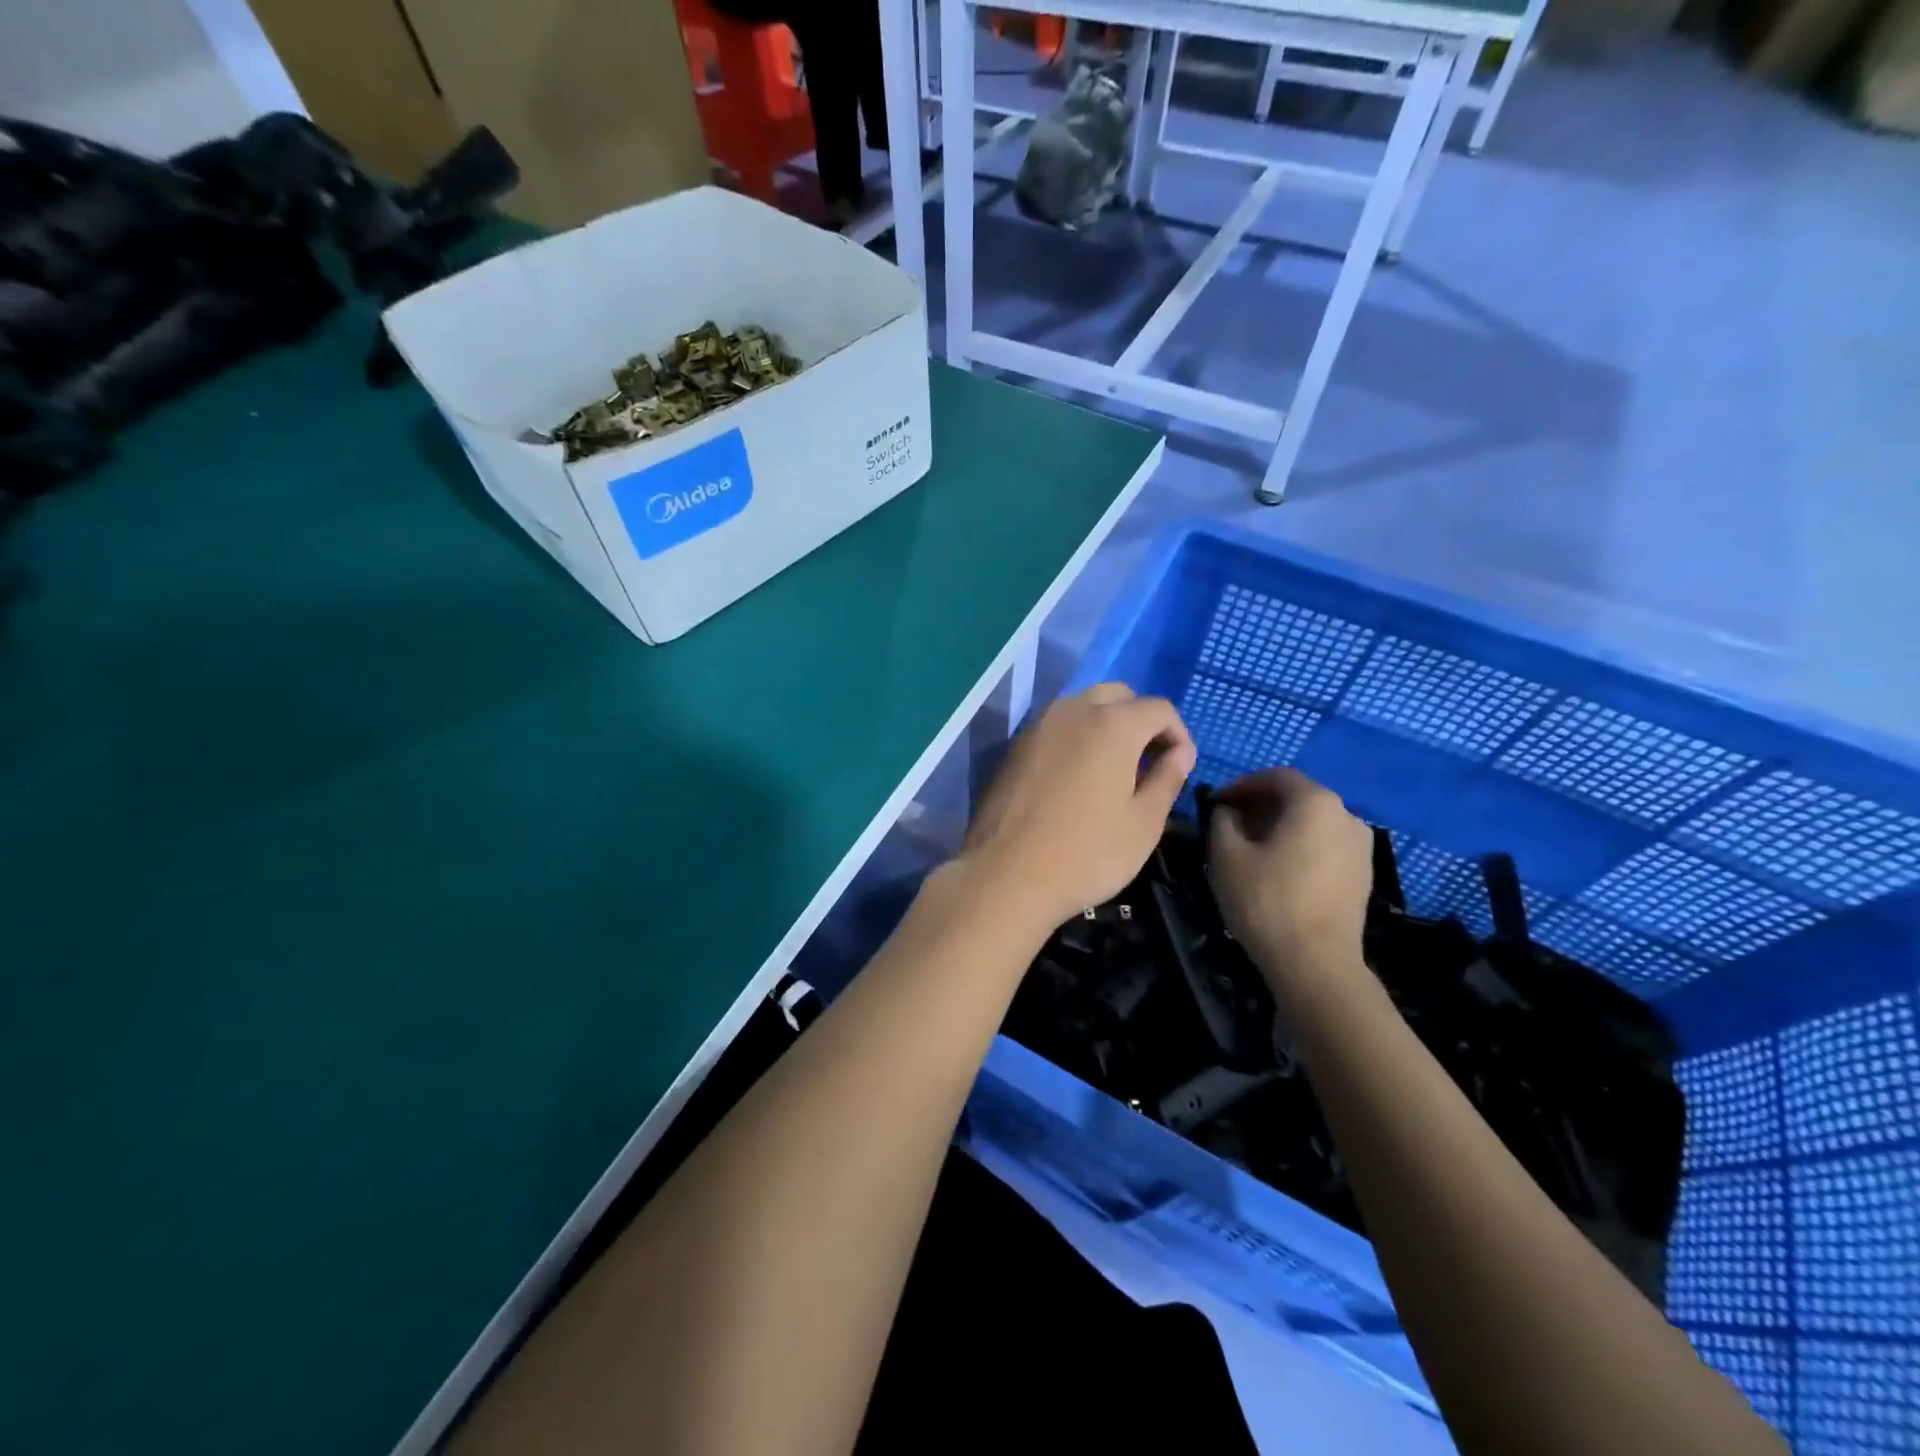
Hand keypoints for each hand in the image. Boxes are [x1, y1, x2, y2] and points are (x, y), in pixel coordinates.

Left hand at [962, 683, 1196, 926]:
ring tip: (1114, 770)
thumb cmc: (1086, 853)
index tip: (1180, 767)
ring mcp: (1038, 726)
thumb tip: (1179, 753)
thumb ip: (1167, 778)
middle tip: (1148, 762)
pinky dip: (1075, 737)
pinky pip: (1056, 727)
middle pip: (1118, 696)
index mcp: (1112, 724)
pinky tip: (1077, 777)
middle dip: (1140, 720)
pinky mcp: (1014, 746)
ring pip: (1082, 706)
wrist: (1006, 875)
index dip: (1178, 734)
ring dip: (1105, 724)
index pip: (1159, 709)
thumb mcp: (1144, 824)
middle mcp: (1073, 711)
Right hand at [1209, 767, 1372, 985]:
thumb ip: (1222, 821)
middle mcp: (1346, 815)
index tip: (1217, 803)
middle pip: (1298, 797)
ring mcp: (1361, 847)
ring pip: (1313, 822)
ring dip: (1281, 826)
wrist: (1317, 964)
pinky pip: (1326, 845)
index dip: (1242, 785)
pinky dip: (1300, 846)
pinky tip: (1278, 870)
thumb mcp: (1227, 855)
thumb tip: (1228, 811)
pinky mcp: (1363, 875)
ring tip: (1252, 849)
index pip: (1275, 776)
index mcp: (1315, 802)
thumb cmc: (1267, 900)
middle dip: (1261, 805)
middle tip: (1230, 824)